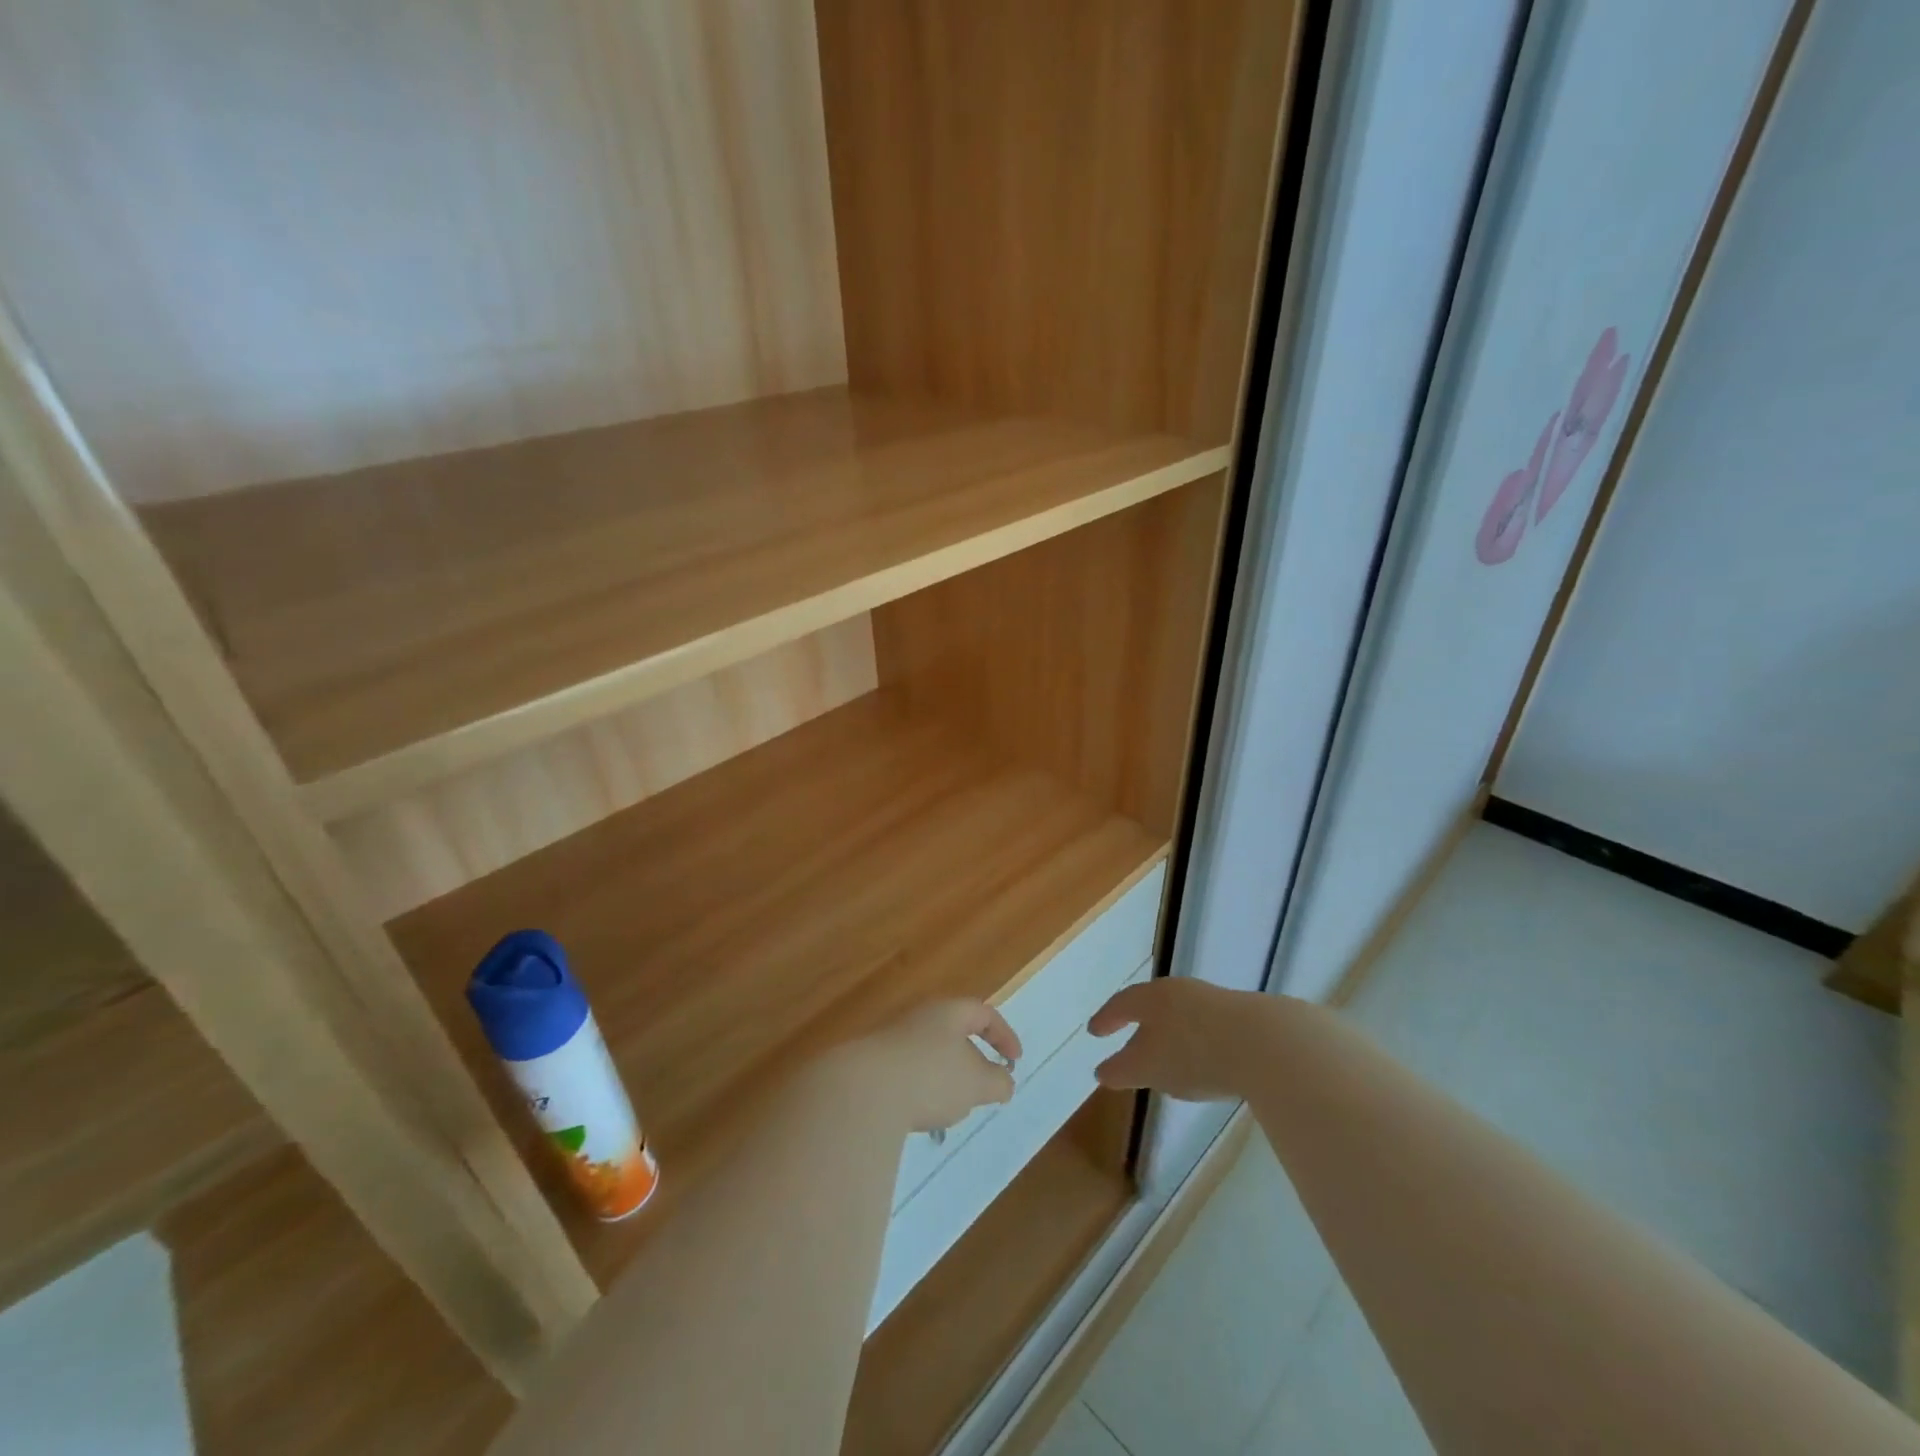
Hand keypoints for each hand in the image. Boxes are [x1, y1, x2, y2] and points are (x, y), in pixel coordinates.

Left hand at [834, 999, 1022, 1132]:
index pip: (983, 1013)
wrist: (861, 1090)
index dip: (1004, 1035)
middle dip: (971, 1060)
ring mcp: (892, 1040)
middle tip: (983, 1088)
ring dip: (945, 1078)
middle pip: (953, 1032)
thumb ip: (997, 1081)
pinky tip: (918, 1115)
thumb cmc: (930, 1077)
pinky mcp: (873, 1066)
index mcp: (948, 1012)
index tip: (1014, 1061)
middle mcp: (919, 1018)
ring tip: (950, 1108)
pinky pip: (907, 1074)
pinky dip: (921, 1091)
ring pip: (929, 1055)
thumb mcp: (976, 1083)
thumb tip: (1005, 1081)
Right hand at [1089, 978, 1267, 1101]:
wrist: (1267, 1044)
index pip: (1121, 1004)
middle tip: (1129, 1042)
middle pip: (1153, 1005)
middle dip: (1140, 1025)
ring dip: (1171, 1035)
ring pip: (1183, 1016)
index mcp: (1153, 997)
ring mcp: (1215, 1001)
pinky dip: (1198, 1043)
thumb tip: (1102, 1071)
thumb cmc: (1194, 1053)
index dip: (1106, 1018)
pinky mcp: (1246, 1018)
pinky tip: (1206, 1063)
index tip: (1094, 1032)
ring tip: (1168, 1057)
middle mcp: (1181, 991)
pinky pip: (1209, 1028)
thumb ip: (1122, 1070)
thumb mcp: (1149, 1068)